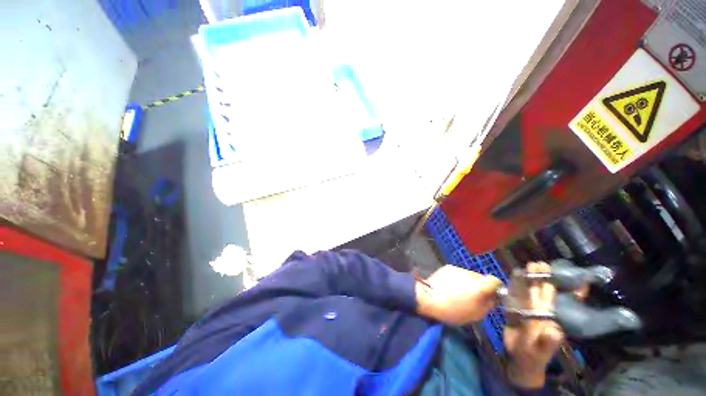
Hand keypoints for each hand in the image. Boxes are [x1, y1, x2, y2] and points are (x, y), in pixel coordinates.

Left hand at [416, 265, 500, 324]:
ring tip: (460, 292)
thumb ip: (488, 304)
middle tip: (474, 296)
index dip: (496, 288)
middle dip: (481, 286)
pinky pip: (458, 273)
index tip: (492, 295)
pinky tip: (451, 286)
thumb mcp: (476, 314)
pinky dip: (458, 279)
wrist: (428, 298)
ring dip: (469, 282)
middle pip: (481, 278)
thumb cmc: (453, 310)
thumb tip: (493, 298)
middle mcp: (470, 274)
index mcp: (479, 285)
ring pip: (469, 275)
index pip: (495, 281)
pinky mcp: (447, 267)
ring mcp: (458, 269)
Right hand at [504, 262, 563, 388]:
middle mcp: (537, 312)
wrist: (520, 362)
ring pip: (526, 292)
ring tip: (525, 267)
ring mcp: (525, 311)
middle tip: (536, 263)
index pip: (548, 297)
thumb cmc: (532, 357)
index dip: (548, 283)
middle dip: (538, 277)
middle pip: (538, 291)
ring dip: (526, 280)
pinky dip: (513, 287)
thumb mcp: (539, 352)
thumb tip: (555, 329)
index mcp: (546, 318)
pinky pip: (514, 297)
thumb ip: (547, 342)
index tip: (547, 269)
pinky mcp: (514, 312)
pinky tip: (512, 280)